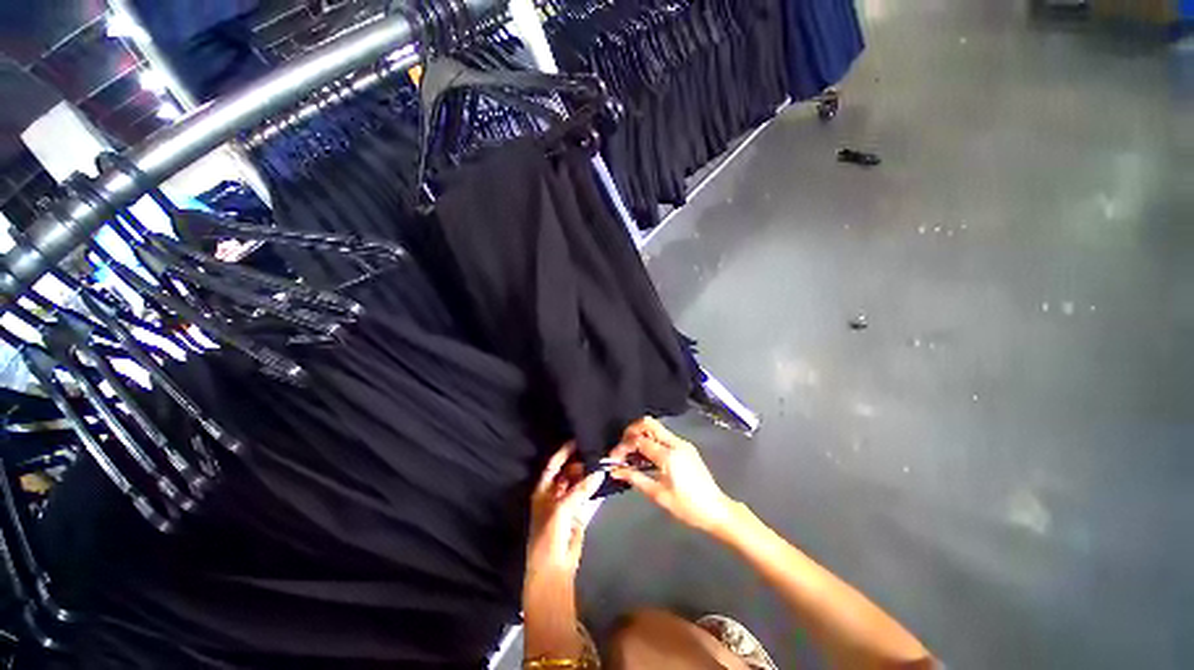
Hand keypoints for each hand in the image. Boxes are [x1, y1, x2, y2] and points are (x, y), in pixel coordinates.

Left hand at [526, 443, 605, 581]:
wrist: (553, 568)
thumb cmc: (549, 535)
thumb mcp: (561, 509)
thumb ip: (580, 490)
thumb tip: (599, 473)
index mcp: (543, 490)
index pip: (553, 465)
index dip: (563, 452)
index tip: (577, 440)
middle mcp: (555, 494)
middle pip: (568, 473)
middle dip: (581, 463)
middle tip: (597, 452)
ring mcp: (568, 504)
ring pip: (580, 484)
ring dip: (590, 476)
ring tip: (604, 462)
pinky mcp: (579, 514)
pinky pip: (588, 498)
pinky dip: (596, 491)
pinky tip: (606, 481)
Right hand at [608, 417, 736, 535]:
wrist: (717, 511)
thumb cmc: (688, 507)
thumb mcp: (658, 495)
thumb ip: (635, 478)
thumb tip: (615, 470)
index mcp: (669, 455)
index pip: (639, 441)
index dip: (623, 447)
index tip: (613, 458)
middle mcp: (676, 443)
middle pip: (648, 424)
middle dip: (631, 431)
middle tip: (622, 448)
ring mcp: (682, 444)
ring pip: (656, 429)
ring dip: (640, 436)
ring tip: (631, 455)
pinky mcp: (686, 448)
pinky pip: (663, 437)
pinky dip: (651, 442)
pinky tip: (645, 458)